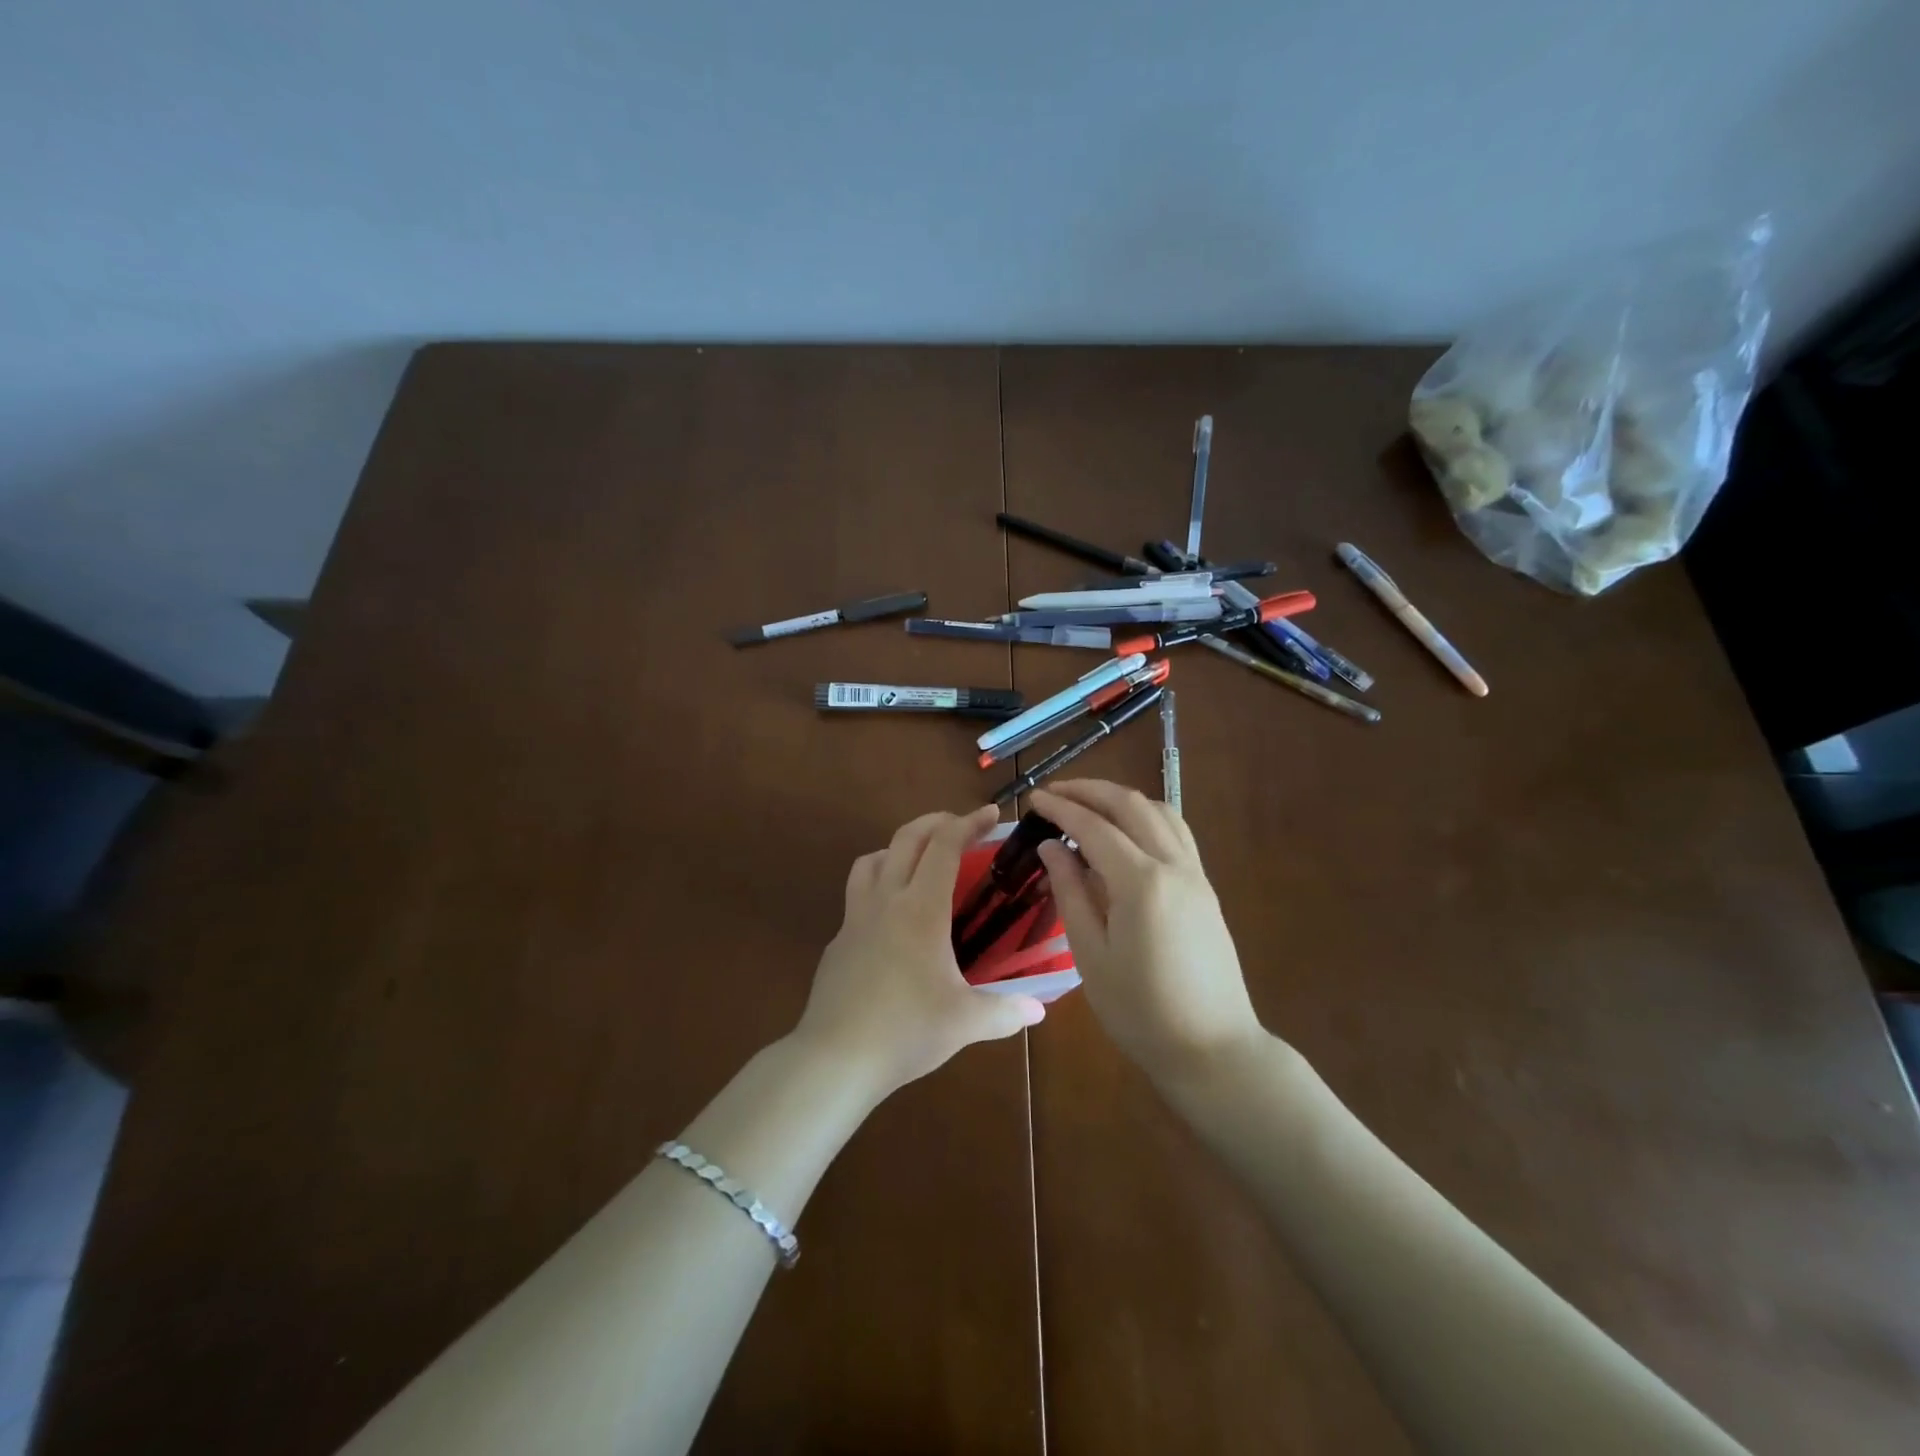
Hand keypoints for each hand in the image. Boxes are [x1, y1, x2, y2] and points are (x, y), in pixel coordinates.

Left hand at [795, 805, 1045, 1102]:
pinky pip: (857, 895)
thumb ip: (1006, 1012)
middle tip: (960, 824)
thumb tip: (1040, 1009)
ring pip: (871, 860)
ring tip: (920, 863)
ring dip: (898, 848)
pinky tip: (891, 919)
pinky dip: (878, 886)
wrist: (835, 1057)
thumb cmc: (905, 1030)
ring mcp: (855, 918)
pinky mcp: (838, 941)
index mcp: (921, 909)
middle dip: (936, 821)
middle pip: (906, 838)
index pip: (944, 846)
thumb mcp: (965, 1023)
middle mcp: (886, 901)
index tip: (990, 814)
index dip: (969, 823)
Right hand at [1031, 781, 1263, 1081]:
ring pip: (1159, 811)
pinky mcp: (1204, 887)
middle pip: (1130, 805)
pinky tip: (1126, 832)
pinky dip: (1146, 817)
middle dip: (1090, 791)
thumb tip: (1052, 849)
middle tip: (1055, 793)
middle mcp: (1173, 865)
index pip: (1093, 827)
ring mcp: (1195, 874)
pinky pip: (1176, 832)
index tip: (1034, 799)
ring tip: (1088, 805)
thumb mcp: (1091, 955)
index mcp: (1141, 883)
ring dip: (1121, 799)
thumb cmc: (1140, 1010)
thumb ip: (1071, 893)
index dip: (1061, 809)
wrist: (1212, 1048)